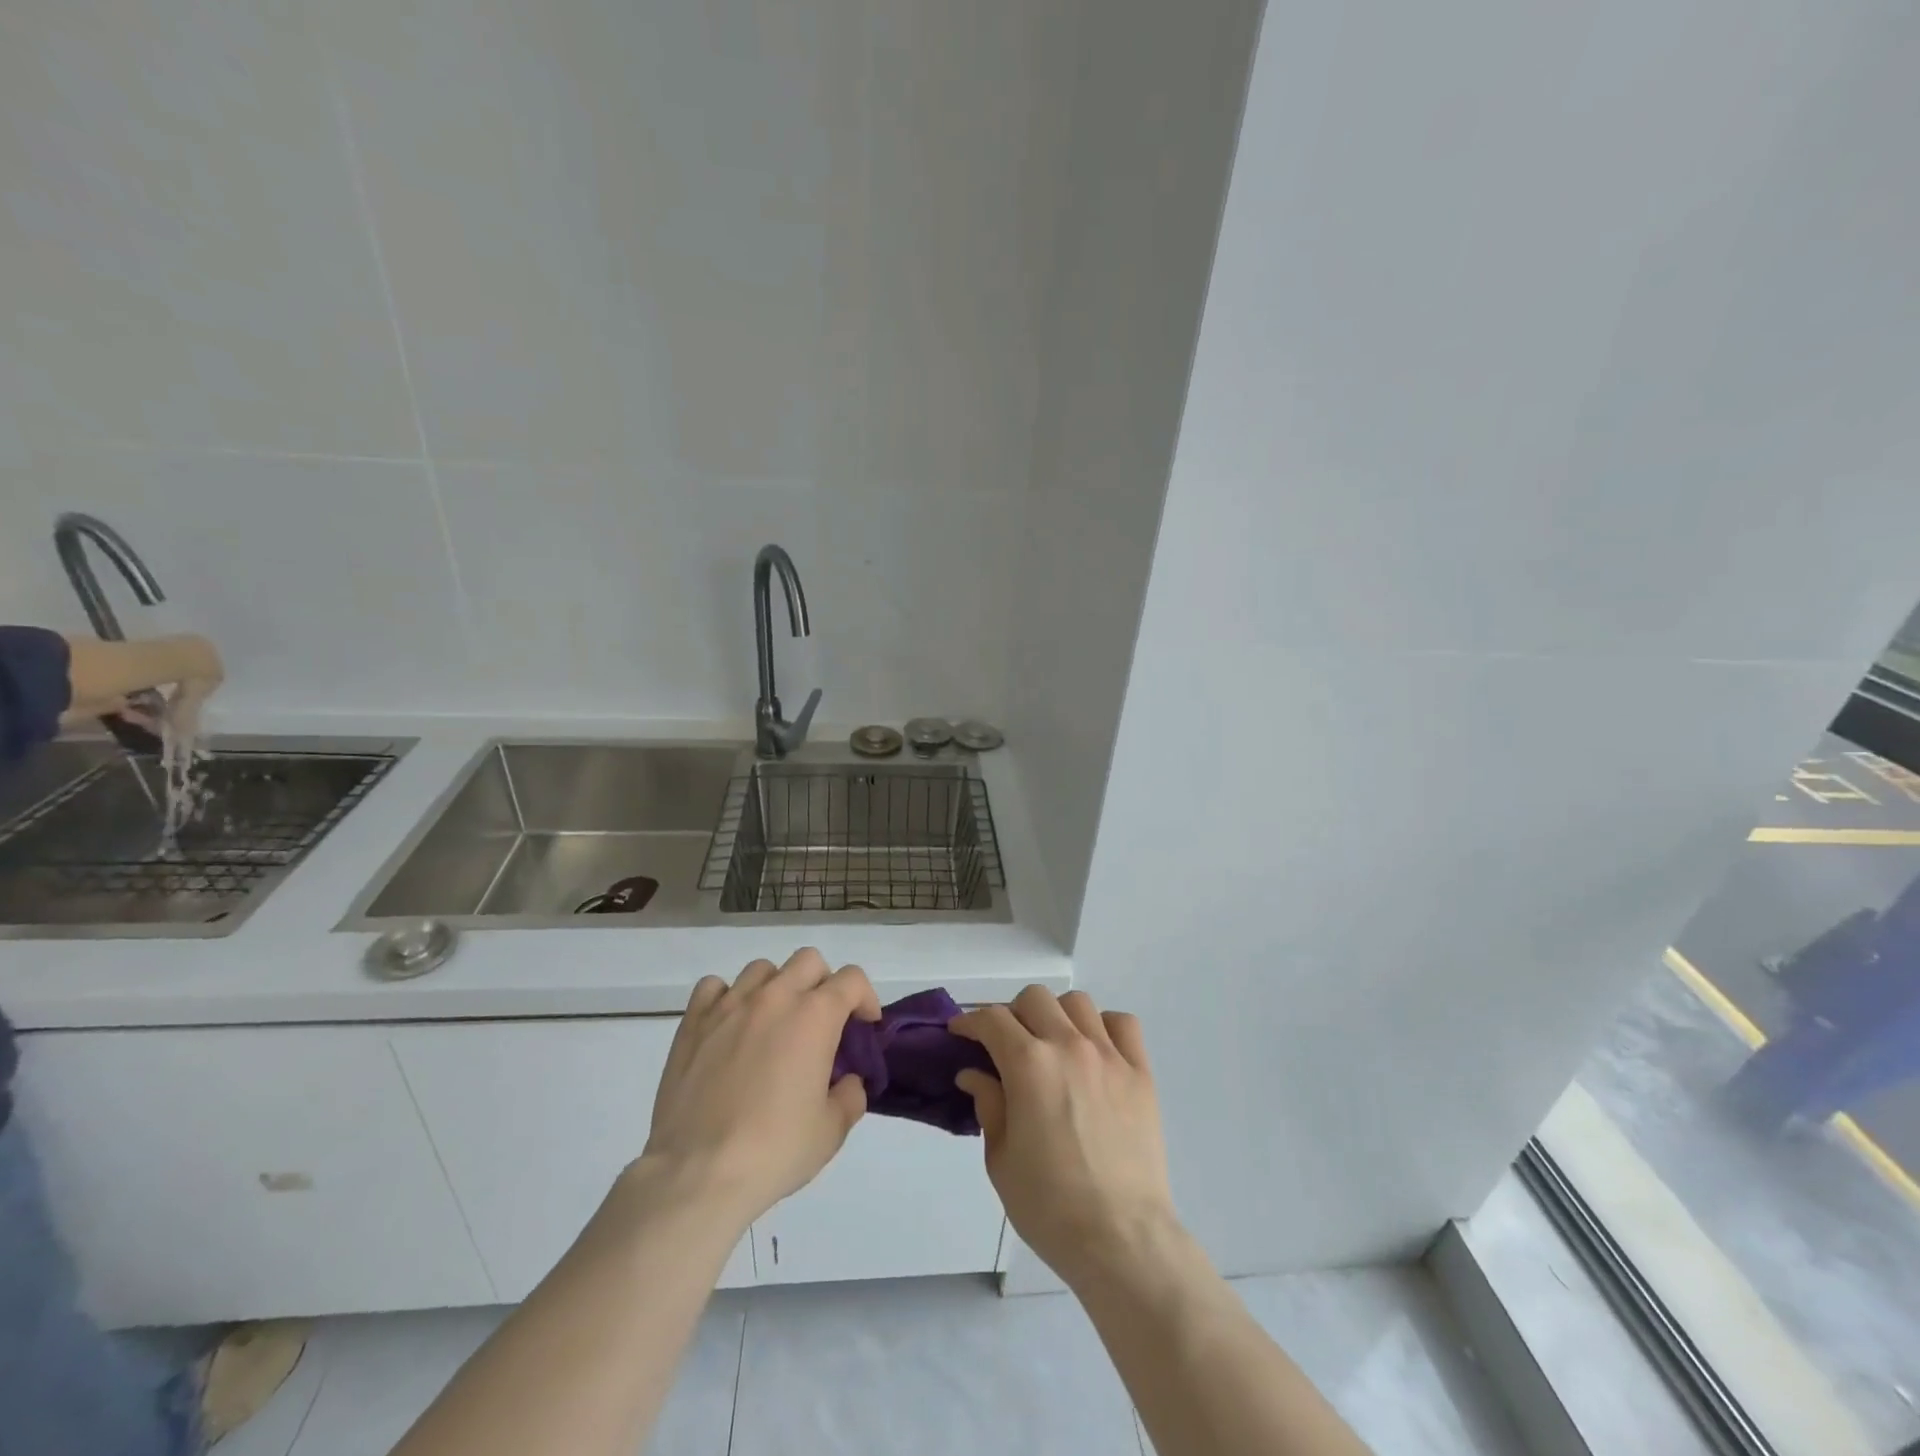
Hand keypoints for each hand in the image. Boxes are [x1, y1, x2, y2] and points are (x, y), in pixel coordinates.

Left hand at [642, 948, 879, 1230]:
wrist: (697, 1173)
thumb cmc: (773, 1151)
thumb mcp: (831, 1131)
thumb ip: (850, 1096)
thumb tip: (847, 1081)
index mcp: (815, 1016)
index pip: (852, 979)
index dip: (865, 998)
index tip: (863, 1027)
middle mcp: (775, 997)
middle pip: (809, 961)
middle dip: (823, 984)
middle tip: (821, 1023)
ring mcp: (730, 1005)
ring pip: (763, 969)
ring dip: (777, 988)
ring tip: (773, 1024)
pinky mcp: (693, 1022)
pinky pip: (714, 987)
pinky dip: (728, 998)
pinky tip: (730, 1027)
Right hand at [952, 987, 1176, 1287]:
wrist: (1121, 1239)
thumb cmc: (1050, 1206)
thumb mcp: (1000, 1159)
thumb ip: (988, 1105)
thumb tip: (975, 1074)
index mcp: (1028, 1064)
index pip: (992, 1020)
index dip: (970, 1021)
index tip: (961, 1033)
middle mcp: (1069, 1046)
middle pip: (1035, 999)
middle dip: (1012, 1014)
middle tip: (1006, 1045)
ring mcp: (1110, 1056)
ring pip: (1078, 1003)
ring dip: (1056, 1015)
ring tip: (1051, 1044)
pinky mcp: (1141, 1072)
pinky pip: (1123, 1024)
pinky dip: (1104, 1026)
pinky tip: (1095, 1050)